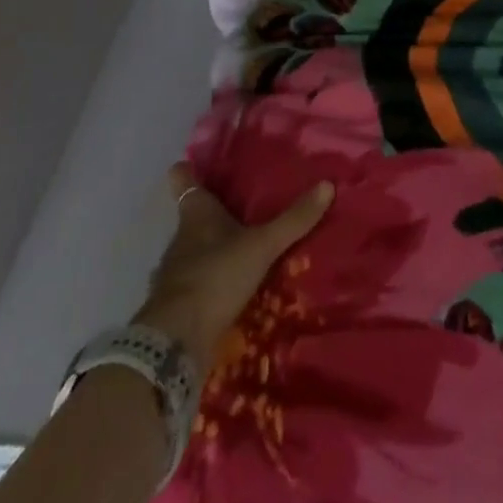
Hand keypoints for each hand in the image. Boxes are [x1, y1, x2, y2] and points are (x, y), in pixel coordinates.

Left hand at [136, 164, 333, 375]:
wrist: (176, 340)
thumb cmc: (216, 275)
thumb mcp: (261, 246)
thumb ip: (293, 220)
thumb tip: (327, 184)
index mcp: (197, 213)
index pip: (183, 180)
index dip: (187, 171)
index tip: (191, 162)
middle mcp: (181, 237)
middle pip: (192, 216)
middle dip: (211, 213)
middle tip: (238, 206)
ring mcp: (175, 272)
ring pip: (193, 250)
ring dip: (211, 250)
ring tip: (239, 249)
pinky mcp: (177, 304)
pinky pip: (195, 284)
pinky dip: (209, 283)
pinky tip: (229, 290)